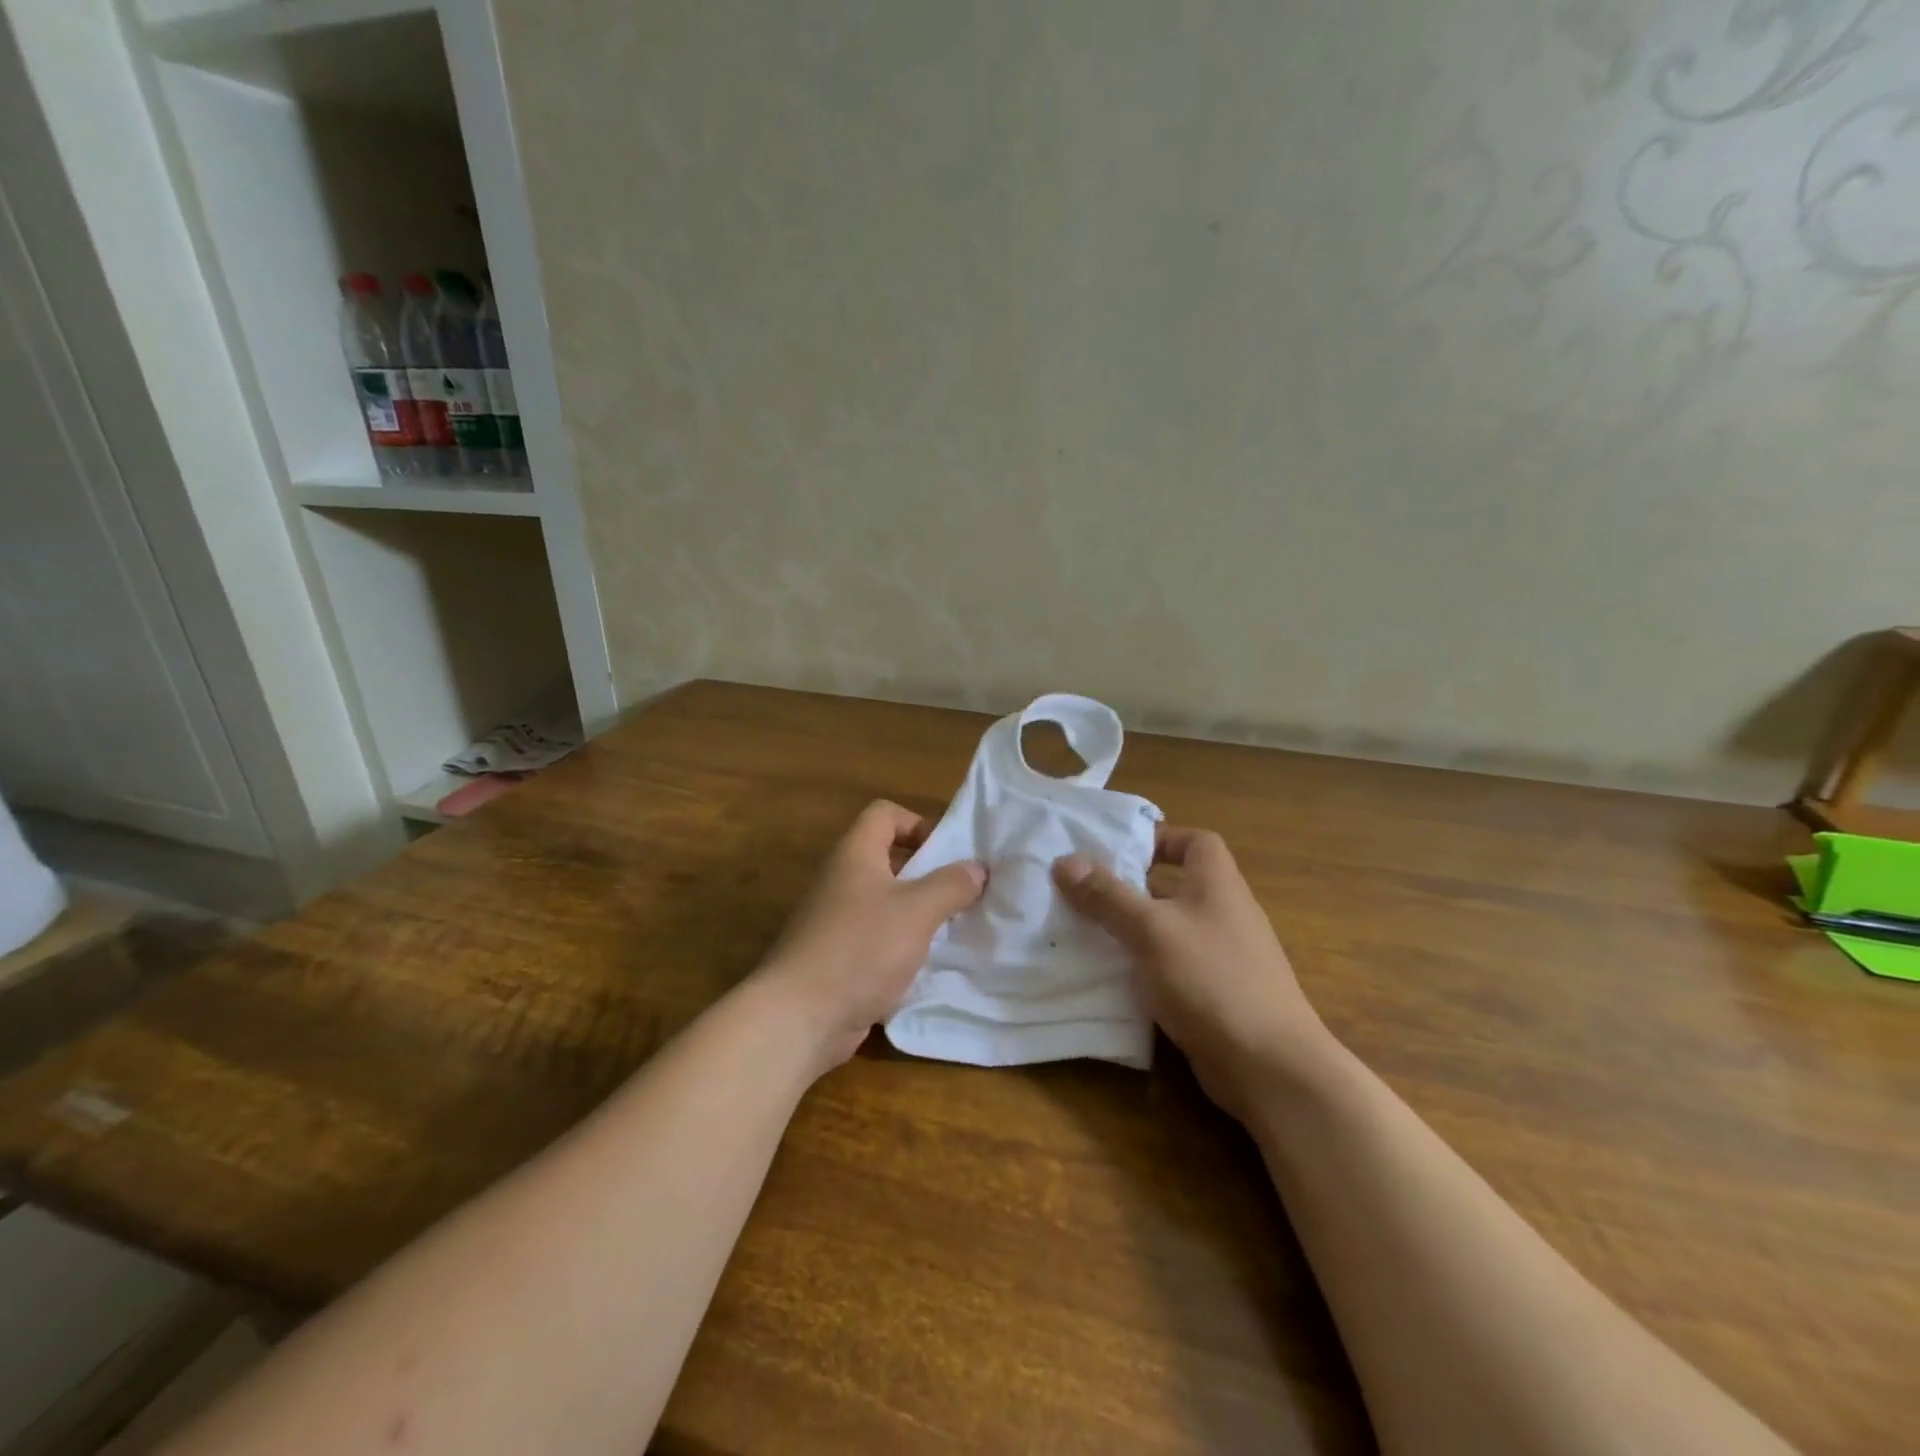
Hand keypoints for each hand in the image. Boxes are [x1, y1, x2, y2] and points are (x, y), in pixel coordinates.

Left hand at [757, 800, 986, 1075]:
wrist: (799, 1017)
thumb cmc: (860, 948)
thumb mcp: (917, 911)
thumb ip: (951, 885)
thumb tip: (977, 868)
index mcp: (854, 854)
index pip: (885, 814)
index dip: (919, 823)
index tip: (949, 853)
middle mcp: (841, 879)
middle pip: (888, 858)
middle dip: (927, 872)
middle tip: (962, 892)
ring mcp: (835, 920)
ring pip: (885, 902)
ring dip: (918, 912)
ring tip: (952, 929)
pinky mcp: (836, 956)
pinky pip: (877, 937)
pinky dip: (901, 945)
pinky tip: (926, 964)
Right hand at [1053, 828, 1333, 1119]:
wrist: (1269, 1066)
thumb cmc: (1211, 979)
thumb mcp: (1151, 930)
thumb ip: (1108, 895)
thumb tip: (1065, 860)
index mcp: (1218, 884)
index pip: (1196, 842)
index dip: (1160, 839)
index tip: (1119, 852)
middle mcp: (1225, 913)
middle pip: (1177, 886)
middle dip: (1132, 888)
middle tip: (1086, 894)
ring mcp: (1225, 957)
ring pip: (1171, 930)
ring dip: (1135, 930)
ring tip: (1087, 934)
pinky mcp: (1218, 995)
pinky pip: (1174, 967)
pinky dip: (1146, 967)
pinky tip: (1114, 980)